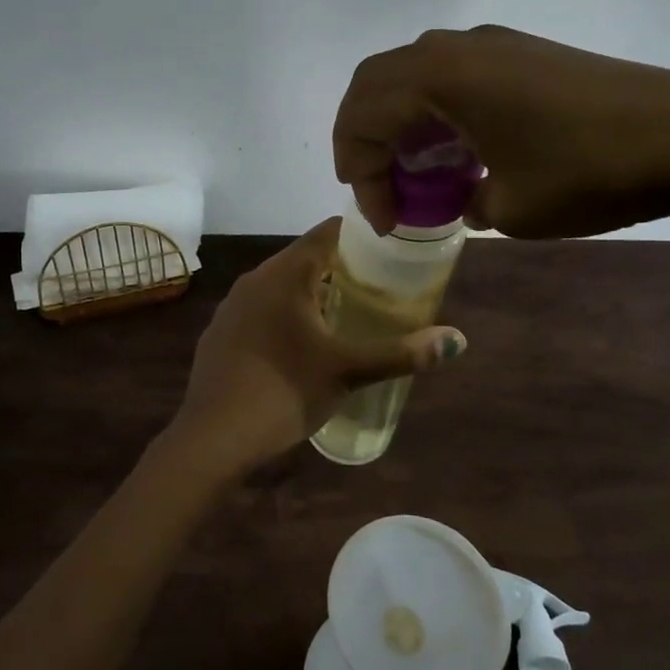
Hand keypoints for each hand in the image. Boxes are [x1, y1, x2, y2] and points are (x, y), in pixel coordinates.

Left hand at [163, 219, 466, 480]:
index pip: (327, 233)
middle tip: (378, 288)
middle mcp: (254, 279)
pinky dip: (286, 314)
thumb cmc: (284, 392)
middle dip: (342, 268)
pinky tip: (300, 345)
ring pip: (281, 285)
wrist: (212, 436)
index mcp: (285, 274)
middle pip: (305, 257)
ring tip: (346, 315)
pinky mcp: (221, 332)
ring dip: (312, 293)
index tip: (390, 251)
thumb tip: (456, 341)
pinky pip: (261, 309)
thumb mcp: (348, 371)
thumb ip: (401, 353)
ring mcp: (232, 306)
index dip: (361, 237)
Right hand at [333, 24, 669, 237]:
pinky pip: (454, 75)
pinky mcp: (523, 52)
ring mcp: (493, 44)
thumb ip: (464, 202)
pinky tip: (463, 151)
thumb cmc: (587, 172)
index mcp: (439, 77)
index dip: (360, 174)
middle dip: (365, 140)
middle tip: (378, 187)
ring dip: (402, 123)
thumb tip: (465, 197)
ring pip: (415, 76)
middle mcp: (455, 48)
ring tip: (420, 173)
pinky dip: (437, 112)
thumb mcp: (510, 208)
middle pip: (376, 85)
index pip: (364, 118)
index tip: (387, 222)